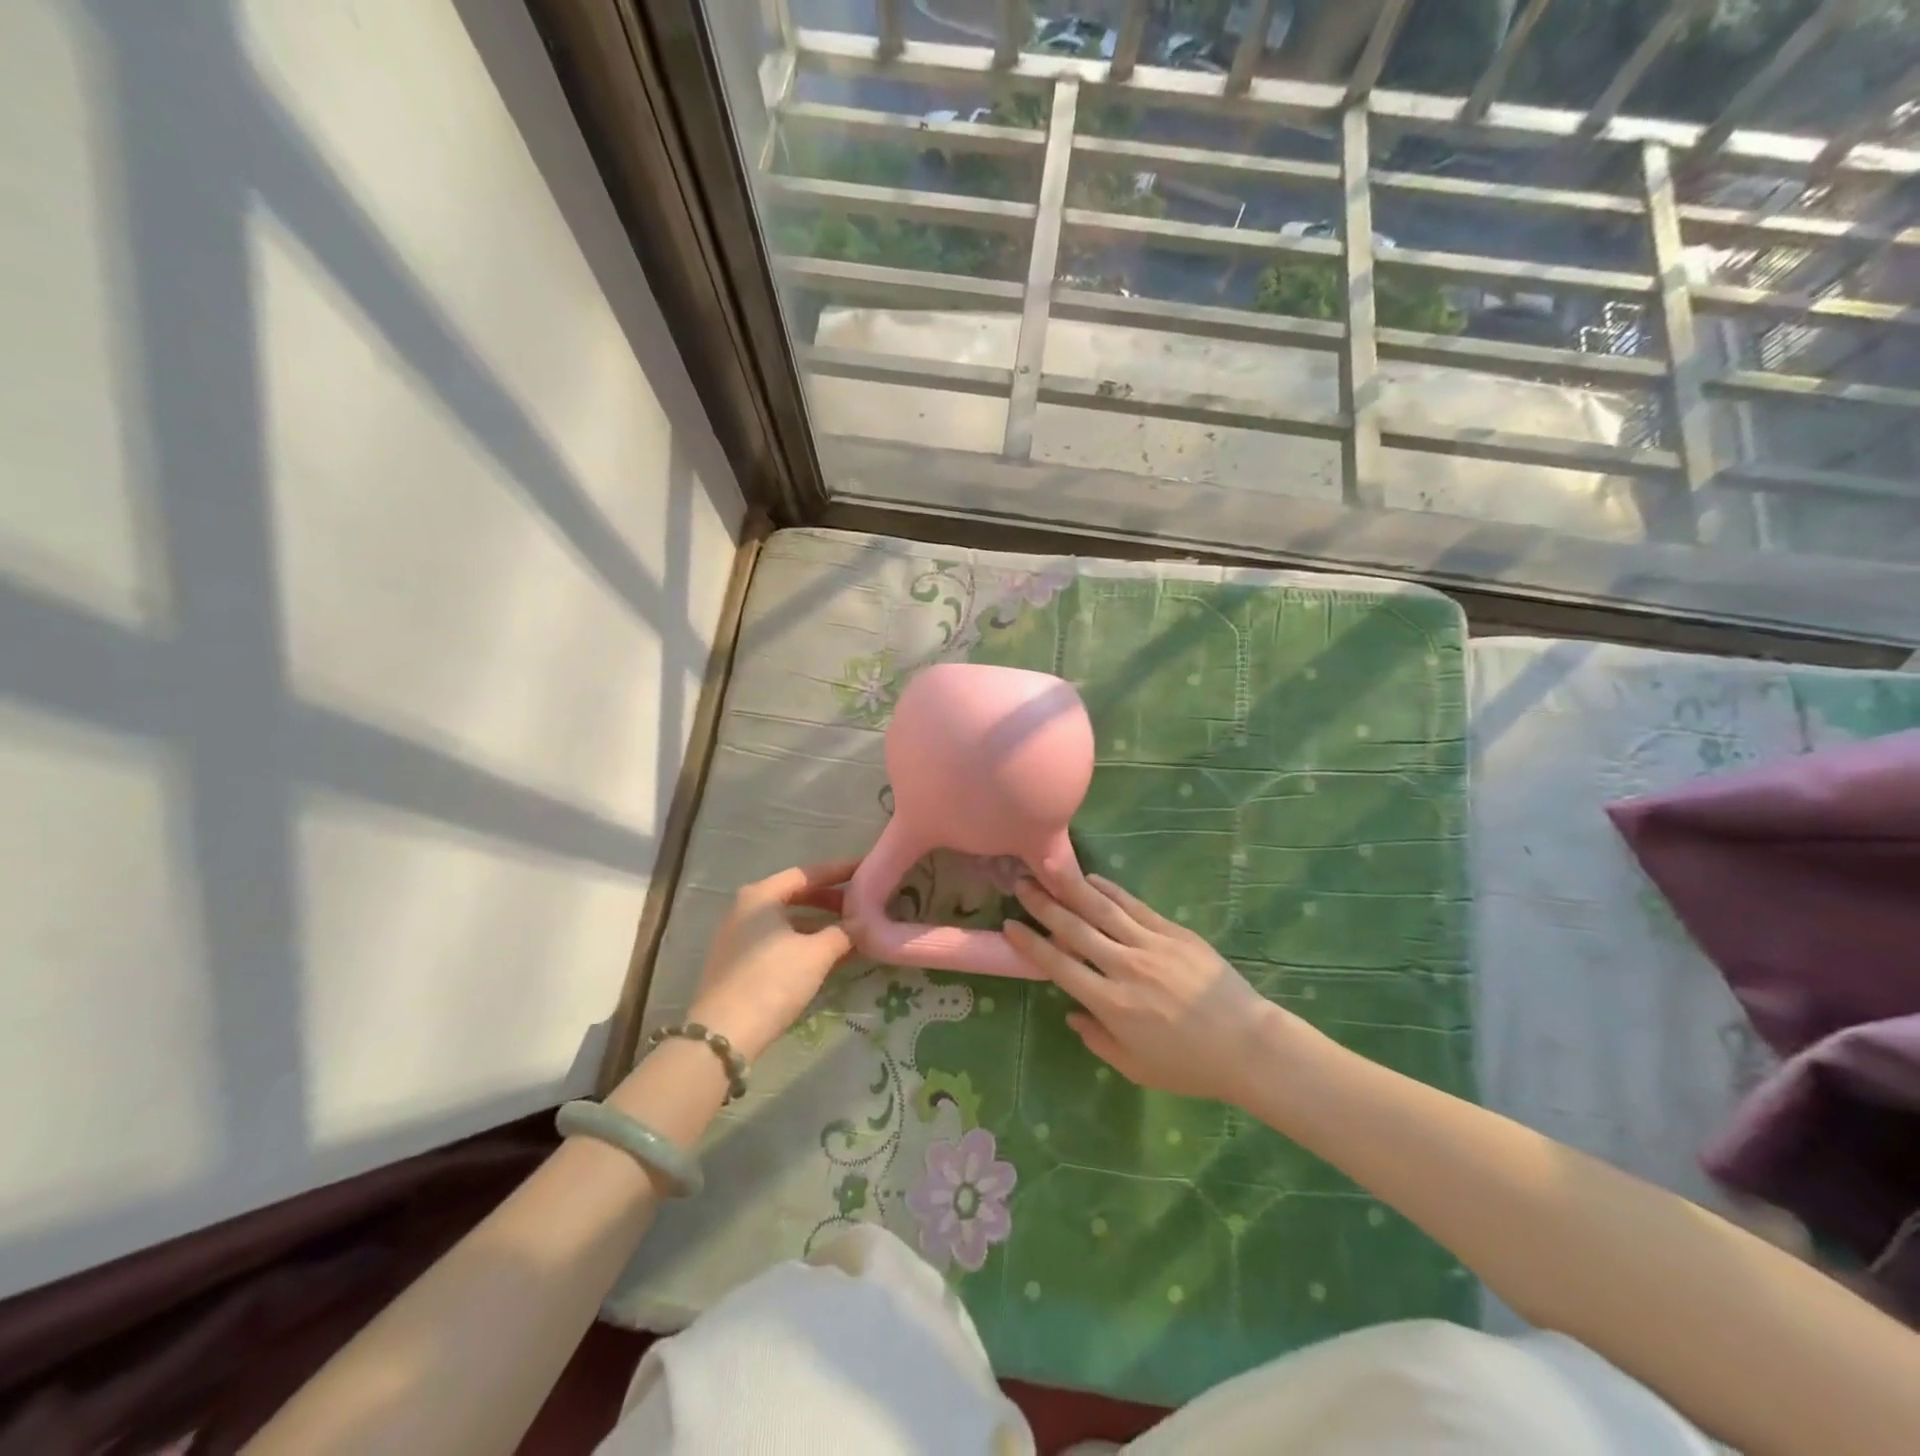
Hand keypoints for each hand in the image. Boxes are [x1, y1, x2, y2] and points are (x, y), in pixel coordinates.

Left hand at [689, 860, 857, 1061]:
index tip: (866, 870)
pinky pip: (778, 942)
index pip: (807, 874)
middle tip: (861, 905)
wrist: (724, 1035)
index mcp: (761, 896)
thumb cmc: (773, 981)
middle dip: (830, 900)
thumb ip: (843, 932)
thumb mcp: (816, 954)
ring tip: (851, 934)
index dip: (839, 872)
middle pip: (795, 896)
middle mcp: (745, 909)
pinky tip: (828, 957)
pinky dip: (803, 944)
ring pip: (787, 922)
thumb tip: (861, 923)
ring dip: (819, 926)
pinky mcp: (737, 964)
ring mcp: (738, 937)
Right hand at [1004, 864, 1293, 1103]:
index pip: (1059, 966)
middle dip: (1043, 905)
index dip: (1031, 944)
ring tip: (1046, 865)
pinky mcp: (1174, 932)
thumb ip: (1097, 1039)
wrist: (1248, 1045)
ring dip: (1070, 886)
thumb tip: (1071, 1013)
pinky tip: (1091, 878)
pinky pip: (1134, 906)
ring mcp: (1150, 945)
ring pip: (1102, 909)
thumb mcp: (1135, 1067)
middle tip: (1019, 883)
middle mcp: (1124, 967)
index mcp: (1110, 1004)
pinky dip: (1110, 890)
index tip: (1009, 925)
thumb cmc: (1189, 1066)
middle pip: (1074, 928)